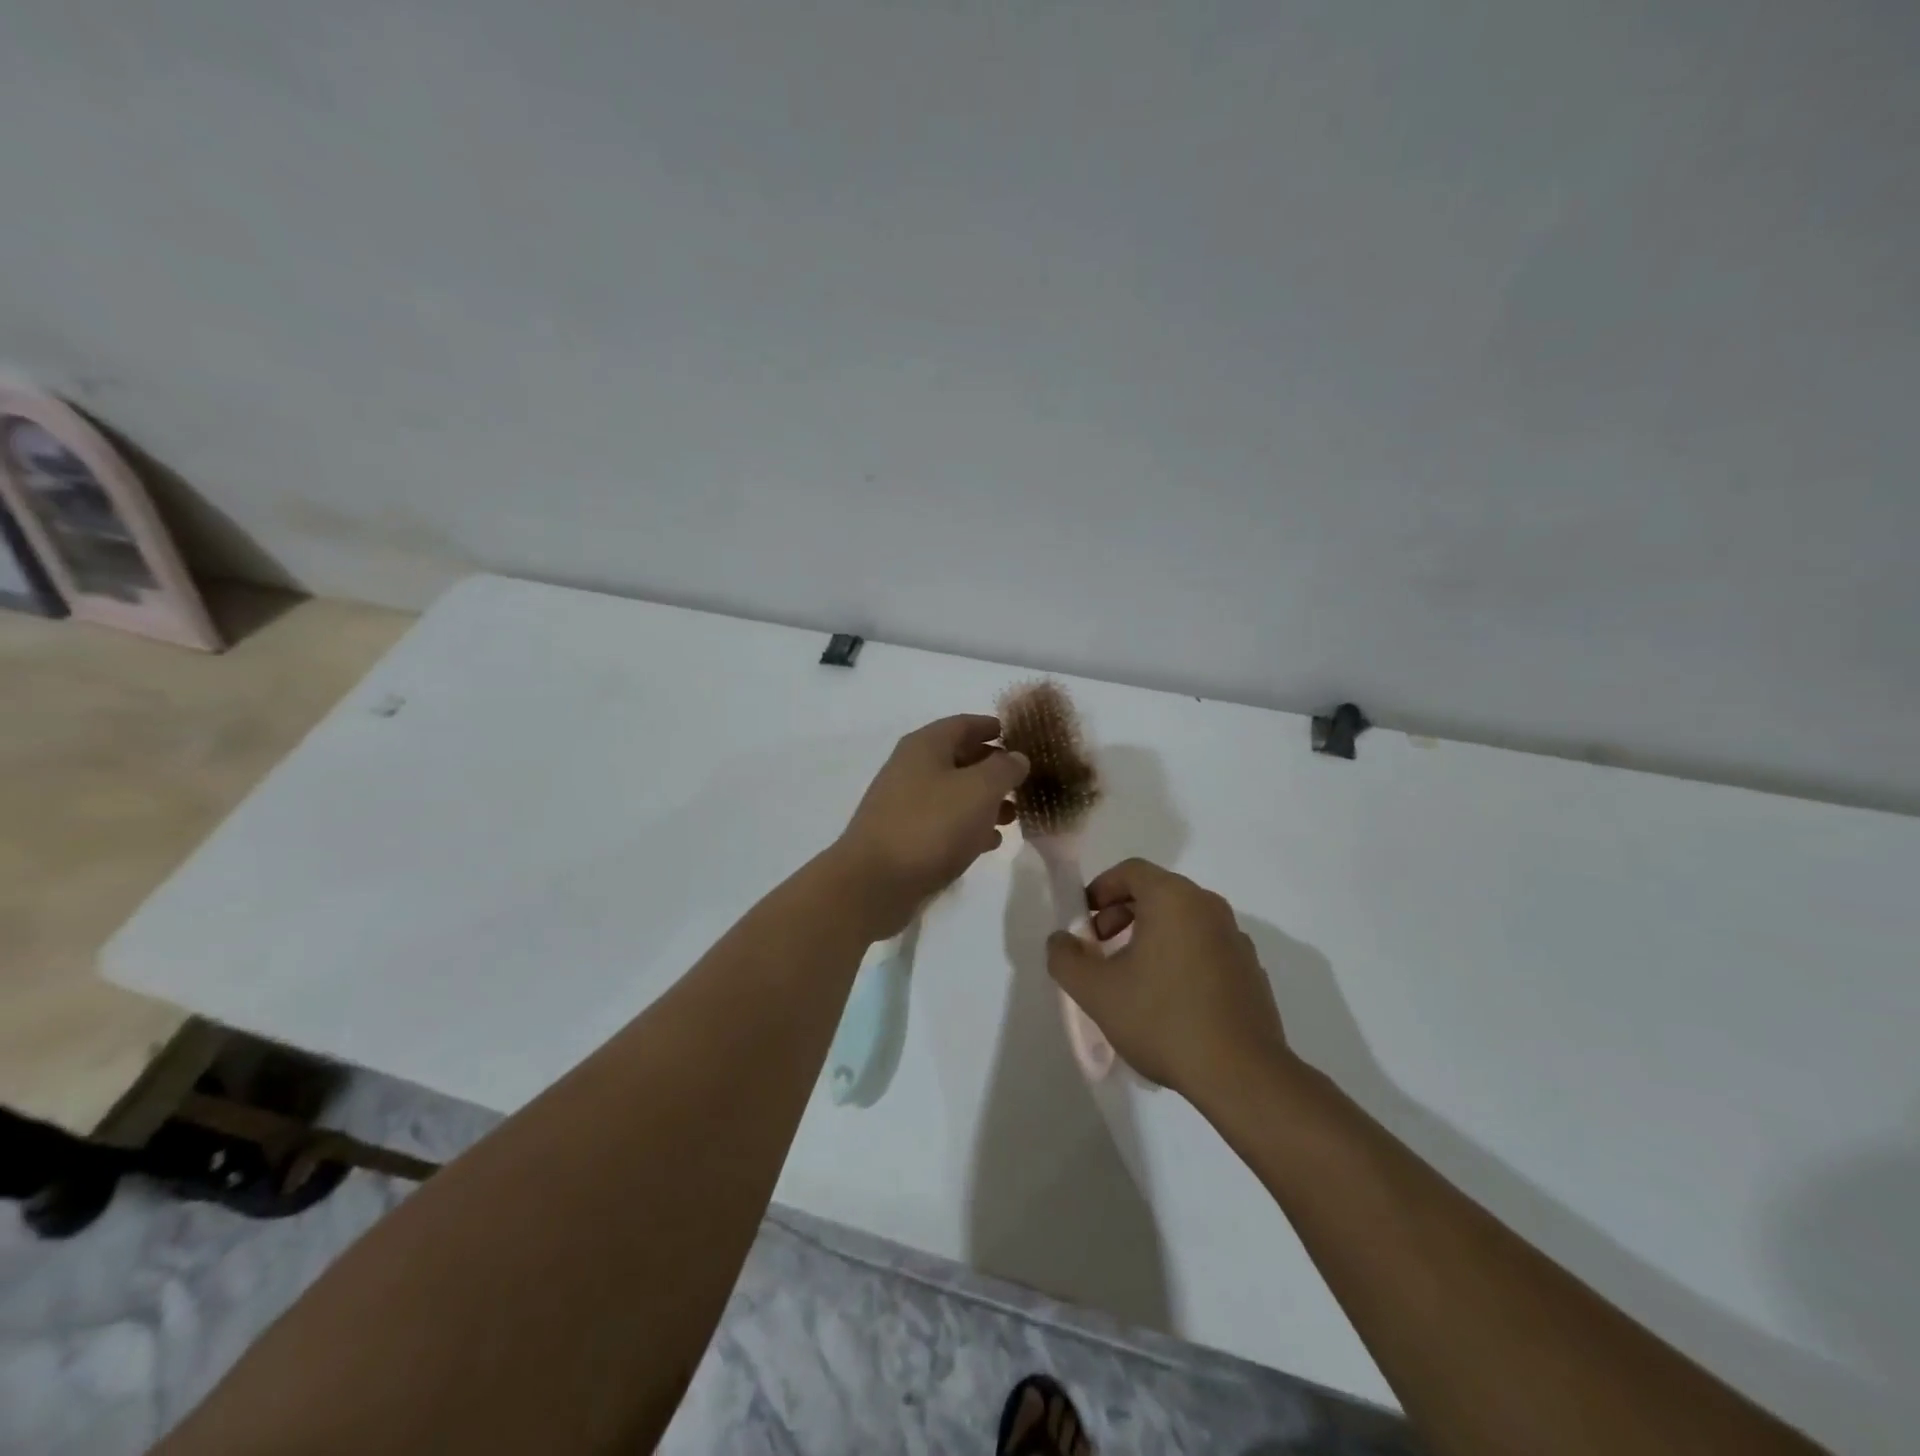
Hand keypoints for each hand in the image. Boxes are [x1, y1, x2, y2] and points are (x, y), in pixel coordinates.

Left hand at [833, 715, 1028, 937]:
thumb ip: (1004, 769)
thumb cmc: (932, 825)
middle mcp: (912, 768)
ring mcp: (905, 803)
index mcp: (926, 745)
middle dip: (993, 768)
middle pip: (960, 758)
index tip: (1022, 738)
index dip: (993, 728)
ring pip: (954, 793)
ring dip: (985, 800)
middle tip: (1025, 780)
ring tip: (1014, 815)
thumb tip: (1017, 757)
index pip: (965, 724)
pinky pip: (944, 822)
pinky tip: (990, 842)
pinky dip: (968, 827)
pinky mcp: (905, 836)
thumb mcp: (979, 790)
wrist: (876, 882)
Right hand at [1046, 859, 1291, 1102]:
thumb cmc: (1162, 1019)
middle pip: (1157, 892)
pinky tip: (1169, 1000)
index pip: (1131, 871)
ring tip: (1132, 978)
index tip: (1084, 922)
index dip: (1101, 889)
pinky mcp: (1251, 970)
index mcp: (1174, 898)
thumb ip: (1066, 958)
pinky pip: (1205, 947)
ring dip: (1151, 936)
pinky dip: (1180, 957)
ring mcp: (1235, 938)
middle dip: (1122, 914)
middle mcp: (1209, 907)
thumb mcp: (1096, 991)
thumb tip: (1061, 940)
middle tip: (1101, 949)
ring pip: (1182, 921)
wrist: (1241, 1075)